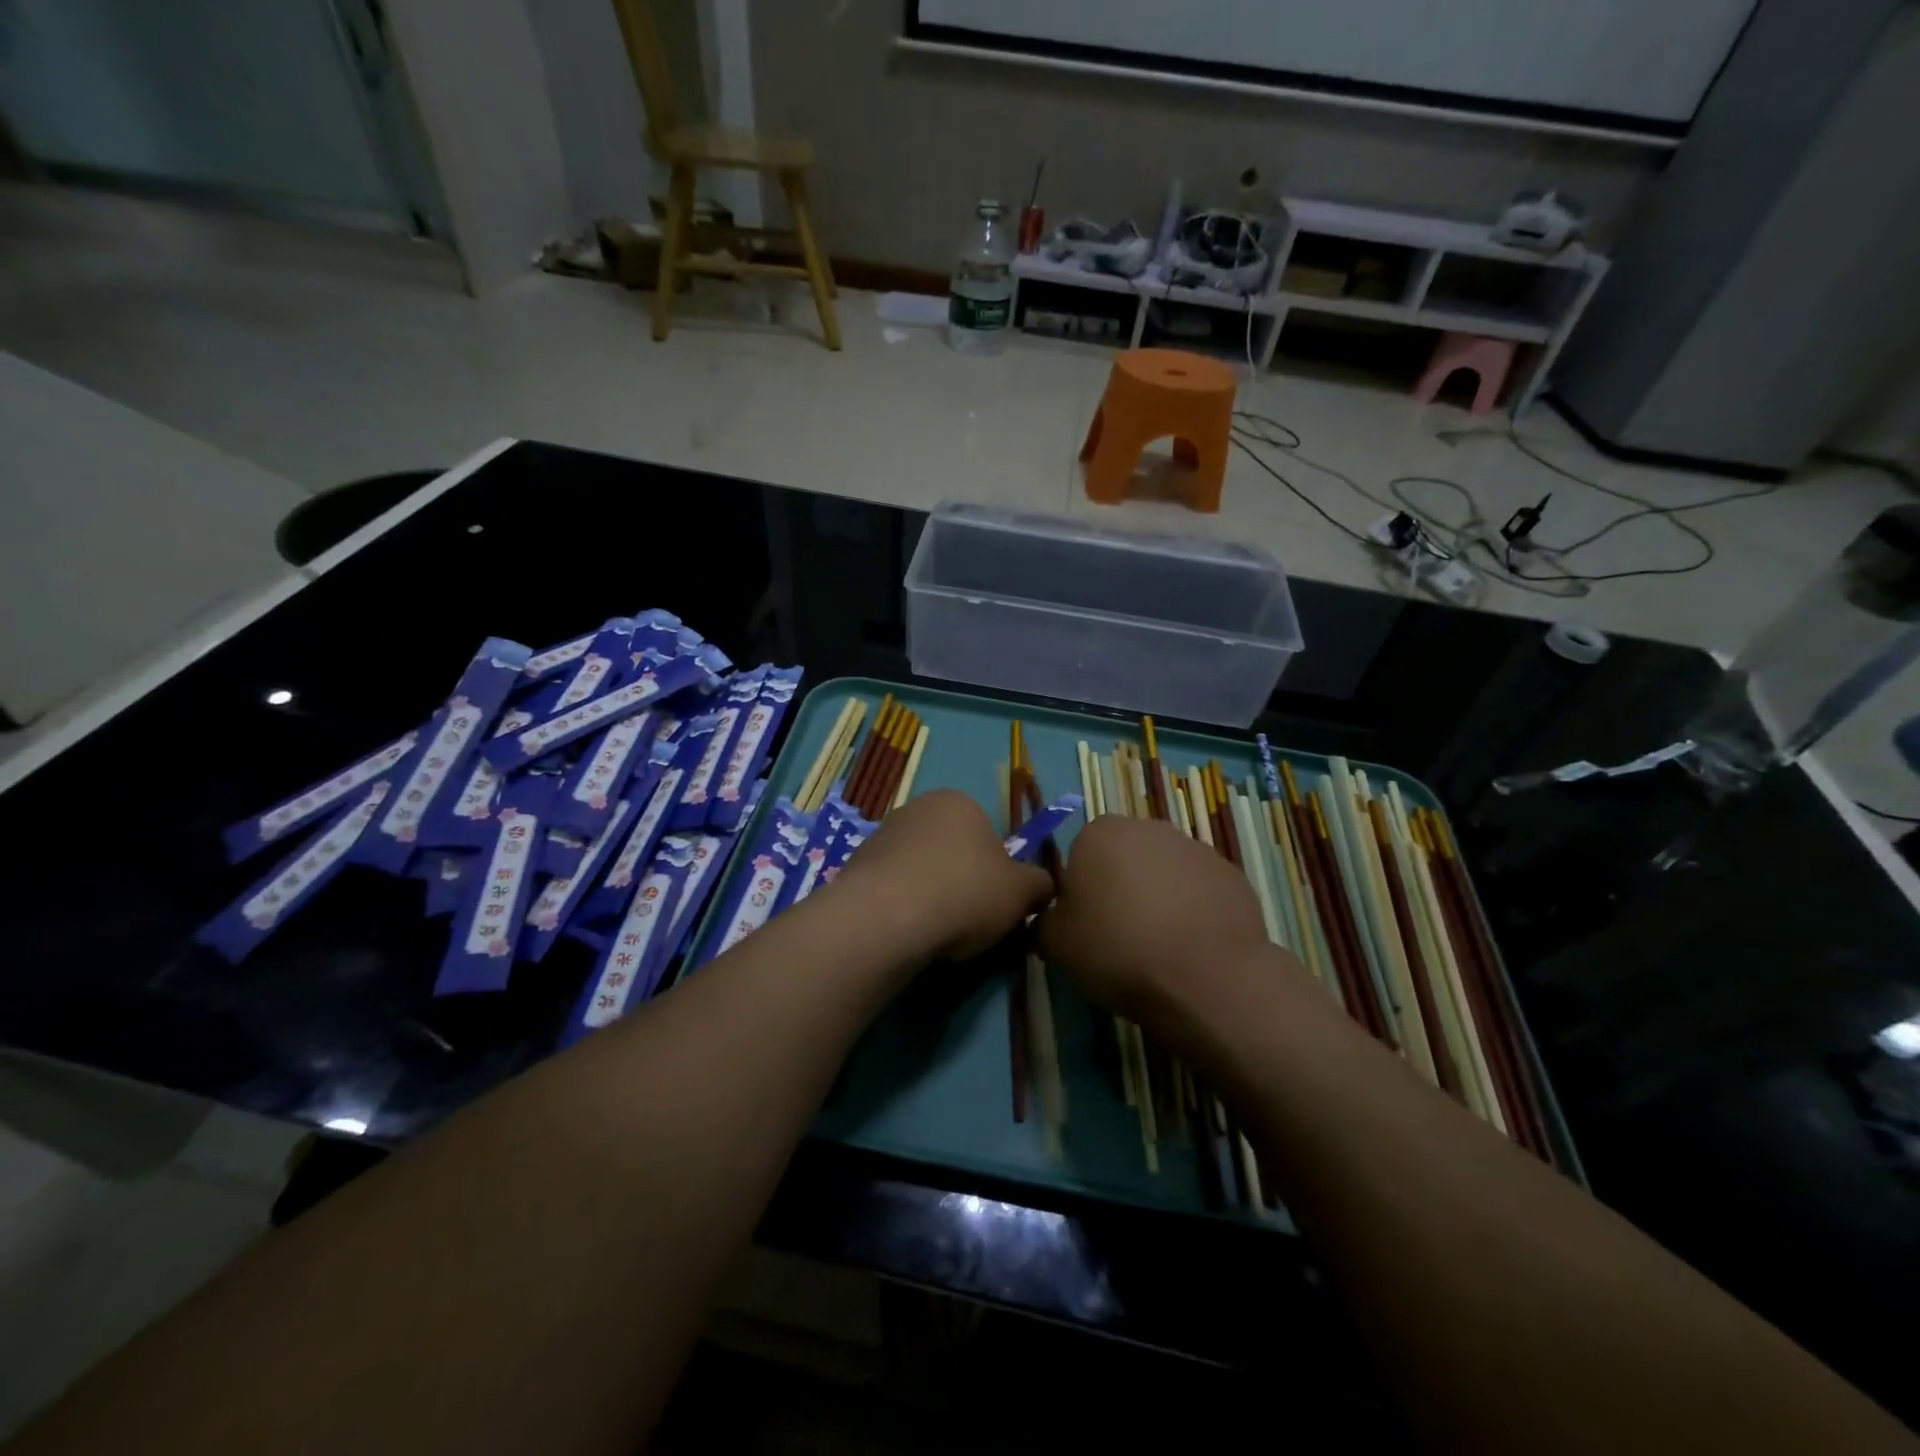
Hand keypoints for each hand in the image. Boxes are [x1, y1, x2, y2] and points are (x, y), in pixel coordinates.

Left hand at [832, 789, 1053, 962]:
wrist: (886, 918)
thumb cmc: (963, 892)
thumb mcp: (1021, 892)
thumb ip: (1040, 884)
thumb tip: (1045, 885)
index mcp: (959, 801)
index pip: (988, 833)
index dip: (997, 870)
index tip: (996, 902)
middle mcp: (917, 807)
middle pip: (951, 849)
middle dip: (961, 880)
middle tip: (970, 920)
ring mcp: (881, 835)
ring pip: (920, 868)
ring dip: (930, 894)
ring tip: (937, 932)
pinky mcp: (856, 866)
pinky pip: (892, 888)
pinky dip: (902, 907)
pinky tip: (907, 932)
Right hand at [1035, 815, 1277, 1025]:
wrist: (1207, 978)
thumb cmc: (1119, 950)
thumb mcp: (1056, 944)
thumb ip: (1044, 921)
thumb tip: (1050, 917)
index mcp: (1099, 834)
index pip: (1081, 854)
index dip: (1082, 889)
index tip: (1088, 923)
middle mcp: (1147, 828)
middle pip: (1125, 856)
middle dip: (1122, 885)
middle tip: (1122, 933)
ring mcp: (1194, 848)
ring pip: (1165, 870)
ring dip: (1160, 895)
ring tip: (1162, 944)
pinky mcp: (1231, 873)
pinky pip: (1200, 888)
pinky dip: (1195, 909)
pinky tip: (1194, 946)